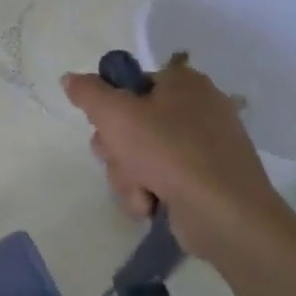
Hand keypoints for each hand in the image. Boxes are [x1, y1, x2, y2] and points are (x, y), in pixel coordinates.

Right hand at [61, 56, 292, 265]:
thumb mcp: (114, 113)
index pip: (132, 82)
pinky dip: (149, 192)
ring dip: (127, 174)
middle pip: (131, 121)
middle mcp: (198, 110)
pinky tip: (151, 204)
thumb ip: (87, 92)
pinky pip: (160, 179)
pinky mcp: (206, 183)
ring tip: (140, 190)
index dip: (111, 102)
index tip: (105, 123)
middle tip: (117, 157)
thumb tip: (69, 79)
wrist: (226, 217)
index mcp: (185, 83)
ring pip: (140, 154)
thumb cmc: (169, 152)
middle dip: (115, 147)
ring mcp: (205, 149)